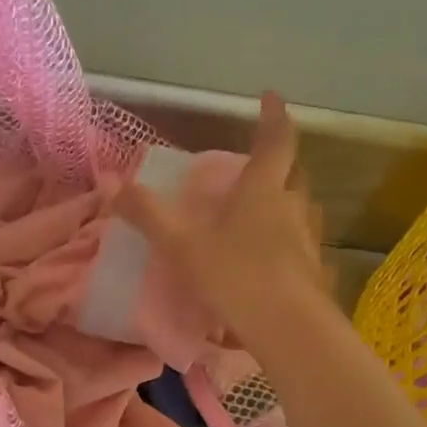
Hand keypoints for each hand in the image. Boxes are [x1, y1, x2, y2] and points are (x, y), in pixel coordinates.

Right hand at [117, 93, 325, 341]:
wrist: (288, 329)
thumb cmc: (234, 276)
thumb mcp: (181, 245)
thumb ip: (147, 214)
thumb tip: (111, 182)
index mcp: (262, 190)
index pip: (276, 140)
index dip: (273, 116)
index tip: (270, 97)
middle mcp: (292, 208)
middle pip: (294, 175)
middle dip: (280, 166)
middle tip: (258, 170)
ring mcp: (308, 240)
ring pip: (301, 212)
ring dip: (285, 207)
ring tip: (263, 217)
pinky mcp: (315, 273)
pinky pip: (302, 248)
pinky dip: (288, 246)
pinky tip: (272, 264)